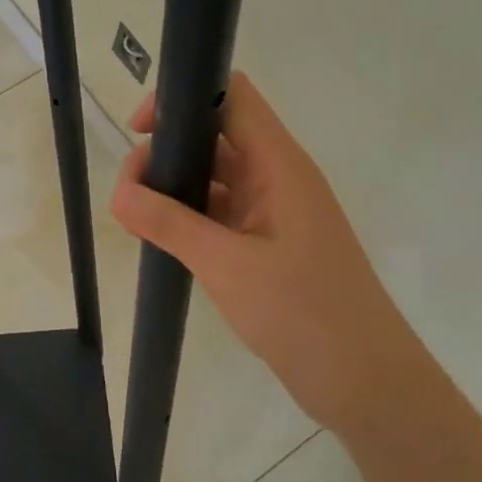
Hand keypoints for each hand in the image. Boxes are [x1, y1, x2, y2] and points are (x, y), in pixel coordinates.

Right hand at [109, 72, 428, 431]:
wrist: (365, 382)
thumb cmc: (304, 313)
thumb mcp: (227, 265)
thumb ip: (168, 224)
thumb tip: (117, 194)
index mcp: (279, 165)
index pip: (232, 98)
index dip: (183, 98)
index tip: (139, 131)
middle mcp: (276, 178)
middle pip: (212, 137)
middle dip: (164, 154)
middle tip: (128, 197)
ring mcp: (272, 212)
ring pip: (211, 178)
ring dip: (171, 190)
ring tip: (134, 222)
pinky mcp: (265, 244)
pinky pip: (217, 214)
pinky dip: (185, 219)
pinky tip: (157, 240)